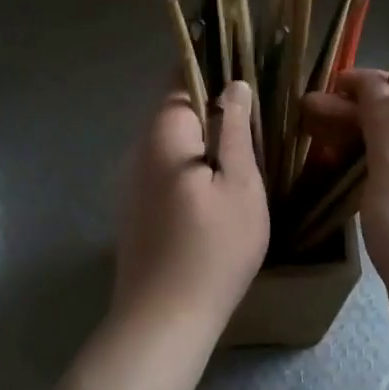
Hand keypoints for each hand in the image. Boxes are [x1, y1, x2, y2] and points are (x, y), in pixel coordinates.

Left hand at [113, 80, 268, 326]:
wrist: (164, 320)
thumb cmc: (213, 249)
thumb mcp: (240, 185)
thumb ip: (235, 129)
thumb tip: (235, 85)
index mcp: (165, 137)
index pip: (181, 81)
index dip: (210, 70)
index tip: (242, 69)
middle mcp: (140, 153)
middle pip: (176, 114)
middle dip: (211, 108)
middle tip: (254, 119)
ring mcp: (134, 185)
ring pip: (173, 146)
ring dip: (204, 142)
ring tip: (243, 154)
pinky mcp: (137, 212)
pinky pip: (167, 172)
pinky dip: (192, 169)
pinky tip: (216, 192)